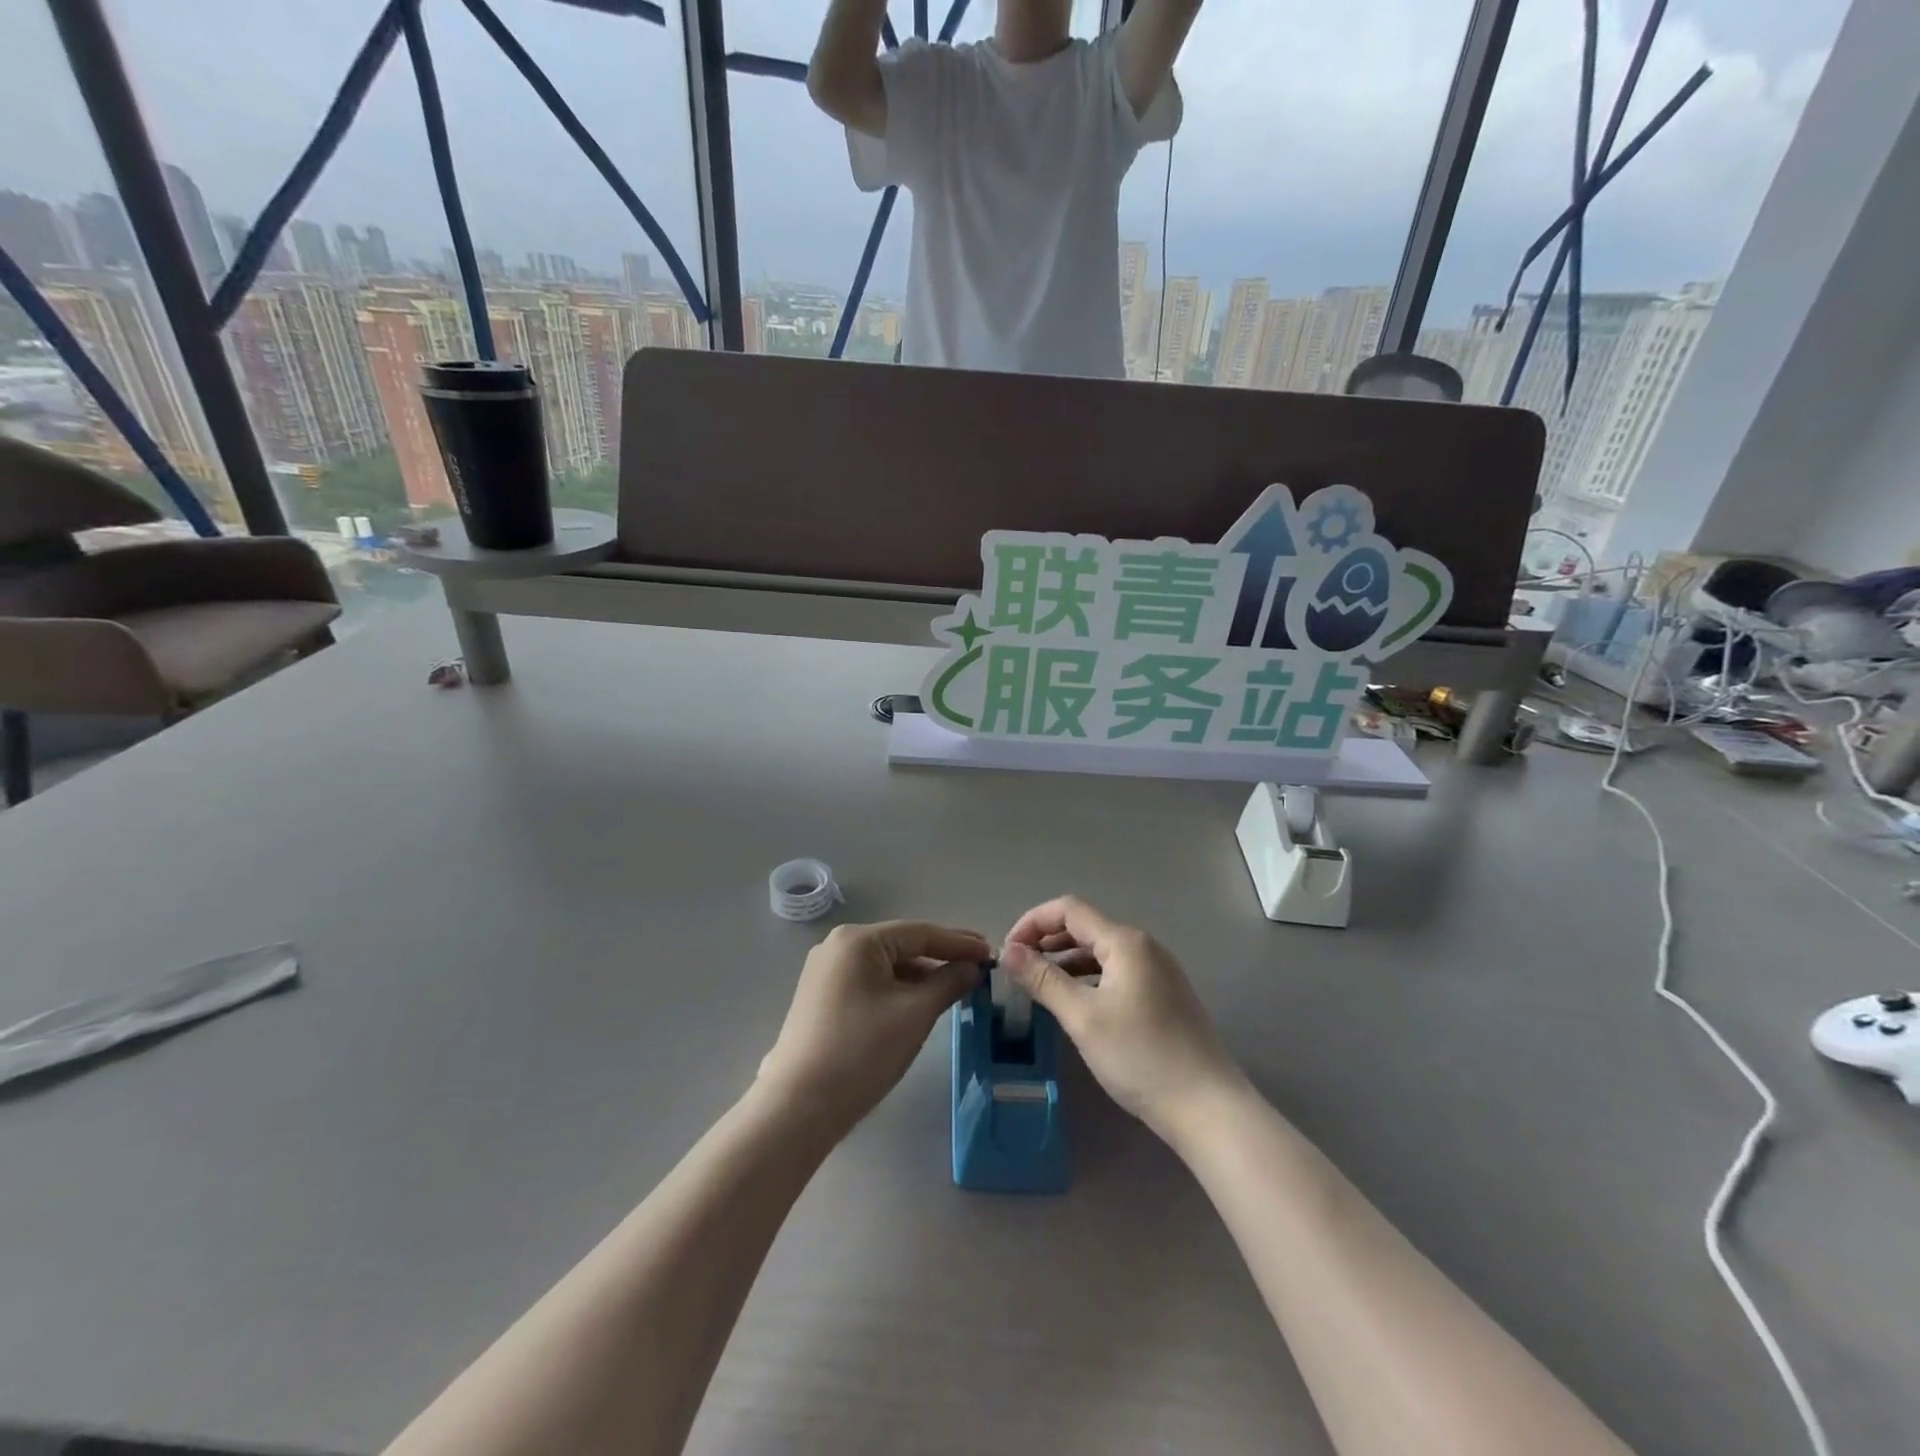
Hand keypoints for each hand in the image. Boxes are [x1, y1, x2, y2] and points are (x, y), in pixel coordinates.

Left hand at [759, 921, 989, 1136]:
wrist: (798, 1106)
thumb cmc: (862, 1051)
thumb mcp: (915, 1013)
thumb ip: (949, 982)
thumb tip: (973, 966)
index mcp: (858, 940)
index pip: (920, 933)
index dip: (959, 943)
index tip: (991, 953)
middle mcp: (838, 946)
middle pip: (902, 945)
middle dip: (942, 956)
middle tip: (979, 966)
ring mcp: (826, 972)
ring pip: (887, 965)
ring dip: (922, 974)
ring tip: (957, 985)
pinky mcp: (822, 998)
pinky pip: (871, 982)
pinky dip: (899, 988)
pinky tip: (921, 1001)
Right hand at [1003, 897, 1244, 1142]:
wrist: (1208, 1107)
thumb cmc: (1140, 1057)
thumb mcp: (1083, 1017)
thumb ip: (1043, 979)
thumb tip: (1008, 951)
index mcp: (1125, 942)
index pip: (1068, 910)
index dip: (1032, 923)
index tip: (1007, 952)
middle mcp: (1144, 946)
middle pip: (1085, 927)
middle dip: (1046, 941)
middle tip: (1017, 970)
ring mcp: (1158, 971)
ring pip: (1100, 952)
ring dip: (1066, 961)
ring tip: (1039, 987)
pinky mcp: (1164, 995)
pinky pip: (1116, 972)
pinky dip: (1088, 978)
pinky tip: (1075, 1004)